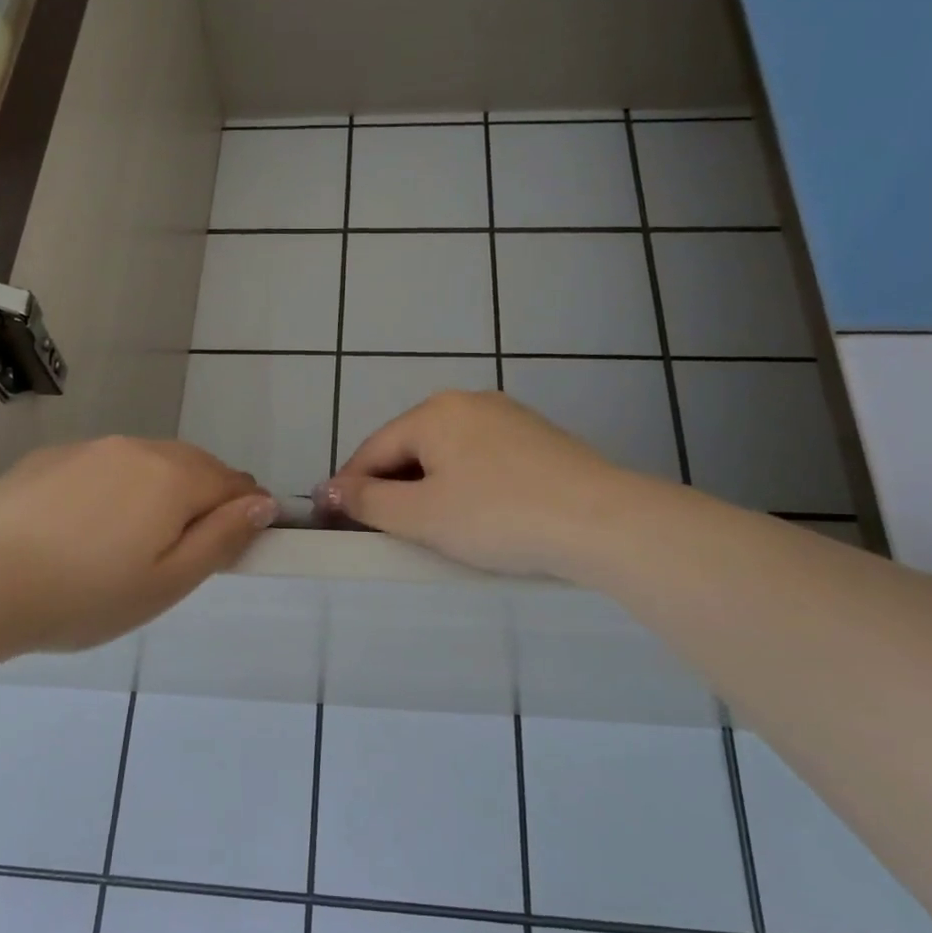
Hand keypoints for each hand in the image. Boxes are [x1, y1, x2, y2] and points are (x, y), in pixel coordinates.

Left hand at [0, 437, 276, 655]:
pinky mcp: (51, 457)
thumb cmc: (82, 595)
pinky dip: (115, 489)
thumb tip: (263, 503)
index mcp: (173, 477)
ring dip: (159, 492)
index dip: (245, 511)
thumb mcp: (166, 584)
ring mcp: (90, 448)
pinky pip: (105, 466)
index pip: (234, 482)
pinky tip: (85, 529)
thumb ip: (222, 539)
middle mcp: (137, 448)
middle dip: (204, 500)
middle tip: (181, 553)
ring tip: (131, 543)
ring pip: (147, 463)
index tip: (233, 546)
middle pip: (193, 466)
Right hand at [318, 391, 632, 578]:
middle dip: (389, 486)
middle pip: (409, 446)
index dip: (348, 487)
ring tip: (427, 526)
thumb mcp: (422, 515)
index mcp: (433, 413)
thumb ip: (368, 501)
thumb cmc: (498, 517)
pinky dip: (463, 482)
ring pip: (447, 452)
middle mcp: (467, 402)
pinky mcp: (537, 437)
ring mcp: (507, 416)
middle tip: (381, 531)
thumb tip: (329, 488)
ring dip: (426, 485)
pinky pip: (481, 457)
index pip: (372, 450)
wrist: (602, 520)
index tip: (331, 522)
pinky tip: (475, 512)